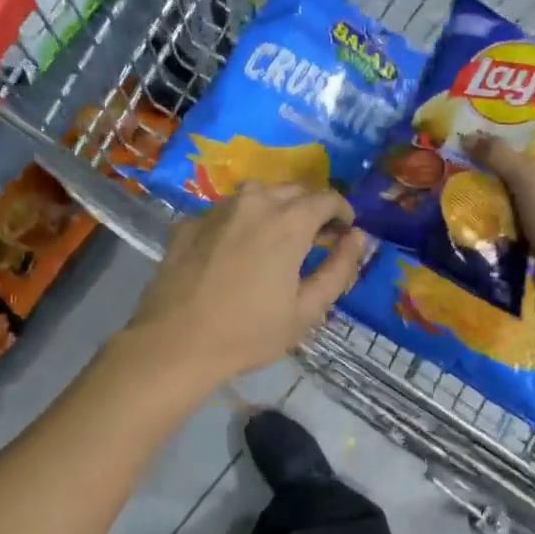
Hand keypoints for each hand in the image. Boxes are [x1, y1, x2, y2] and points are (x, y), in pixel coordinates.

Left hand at [124, 184, 368, 390]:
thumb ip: (339, 269)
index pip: (327, 198)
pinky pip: (227, 212)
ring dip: (276, 210)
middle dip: (311, 209)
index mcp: (288, 221)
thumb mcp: (307, 310)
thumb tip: (360, 237)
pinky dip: (242, 222)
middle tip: (315, 241)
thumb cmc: (249, 333)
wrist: (174, 343)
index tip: (345, 233)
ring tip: (276, 242)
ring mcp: (217, 209)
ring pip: (258, 195)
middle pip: (293, 190)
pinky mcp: (190, 223)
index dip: (343, 212)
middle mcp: (254, 203)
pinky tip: (236, 252)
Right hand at [465, 134, 534, 316]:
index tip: (504, 135)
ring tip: (480, 183)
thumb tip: (469, 137)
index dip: (534, 140)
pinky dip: (511, 217)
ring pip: (533, 198)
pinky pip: (528, 221)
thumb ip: (501, 157)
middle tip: (485, 159)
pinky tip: (488, 212)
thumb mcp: (528, 183)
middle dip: (515, 168)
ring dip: (510, 194)